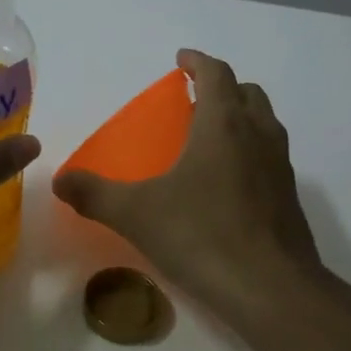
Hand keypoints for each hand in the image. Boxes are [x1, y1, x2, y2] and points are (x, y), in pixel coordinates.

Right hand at [51, 49, 322, 319]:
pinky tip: (227, 186)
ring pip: (265, 124)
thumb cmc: (203, 236)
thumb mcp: (137, 214)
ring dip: (241, 118)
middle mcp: (259, 136)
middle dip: (222, 87)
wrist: (272, 290)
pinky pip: (271, 158)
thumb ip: (94, 194)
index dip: (198, 61)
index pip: (216, 74)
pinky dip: (251, 153)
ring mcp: (281, 167)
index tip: (181, 60)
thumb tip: (59, 181)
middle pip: (247, 93)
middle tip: (194, 100)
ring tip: (209, 139)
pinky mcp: (290, 199)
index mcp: (223, 125)